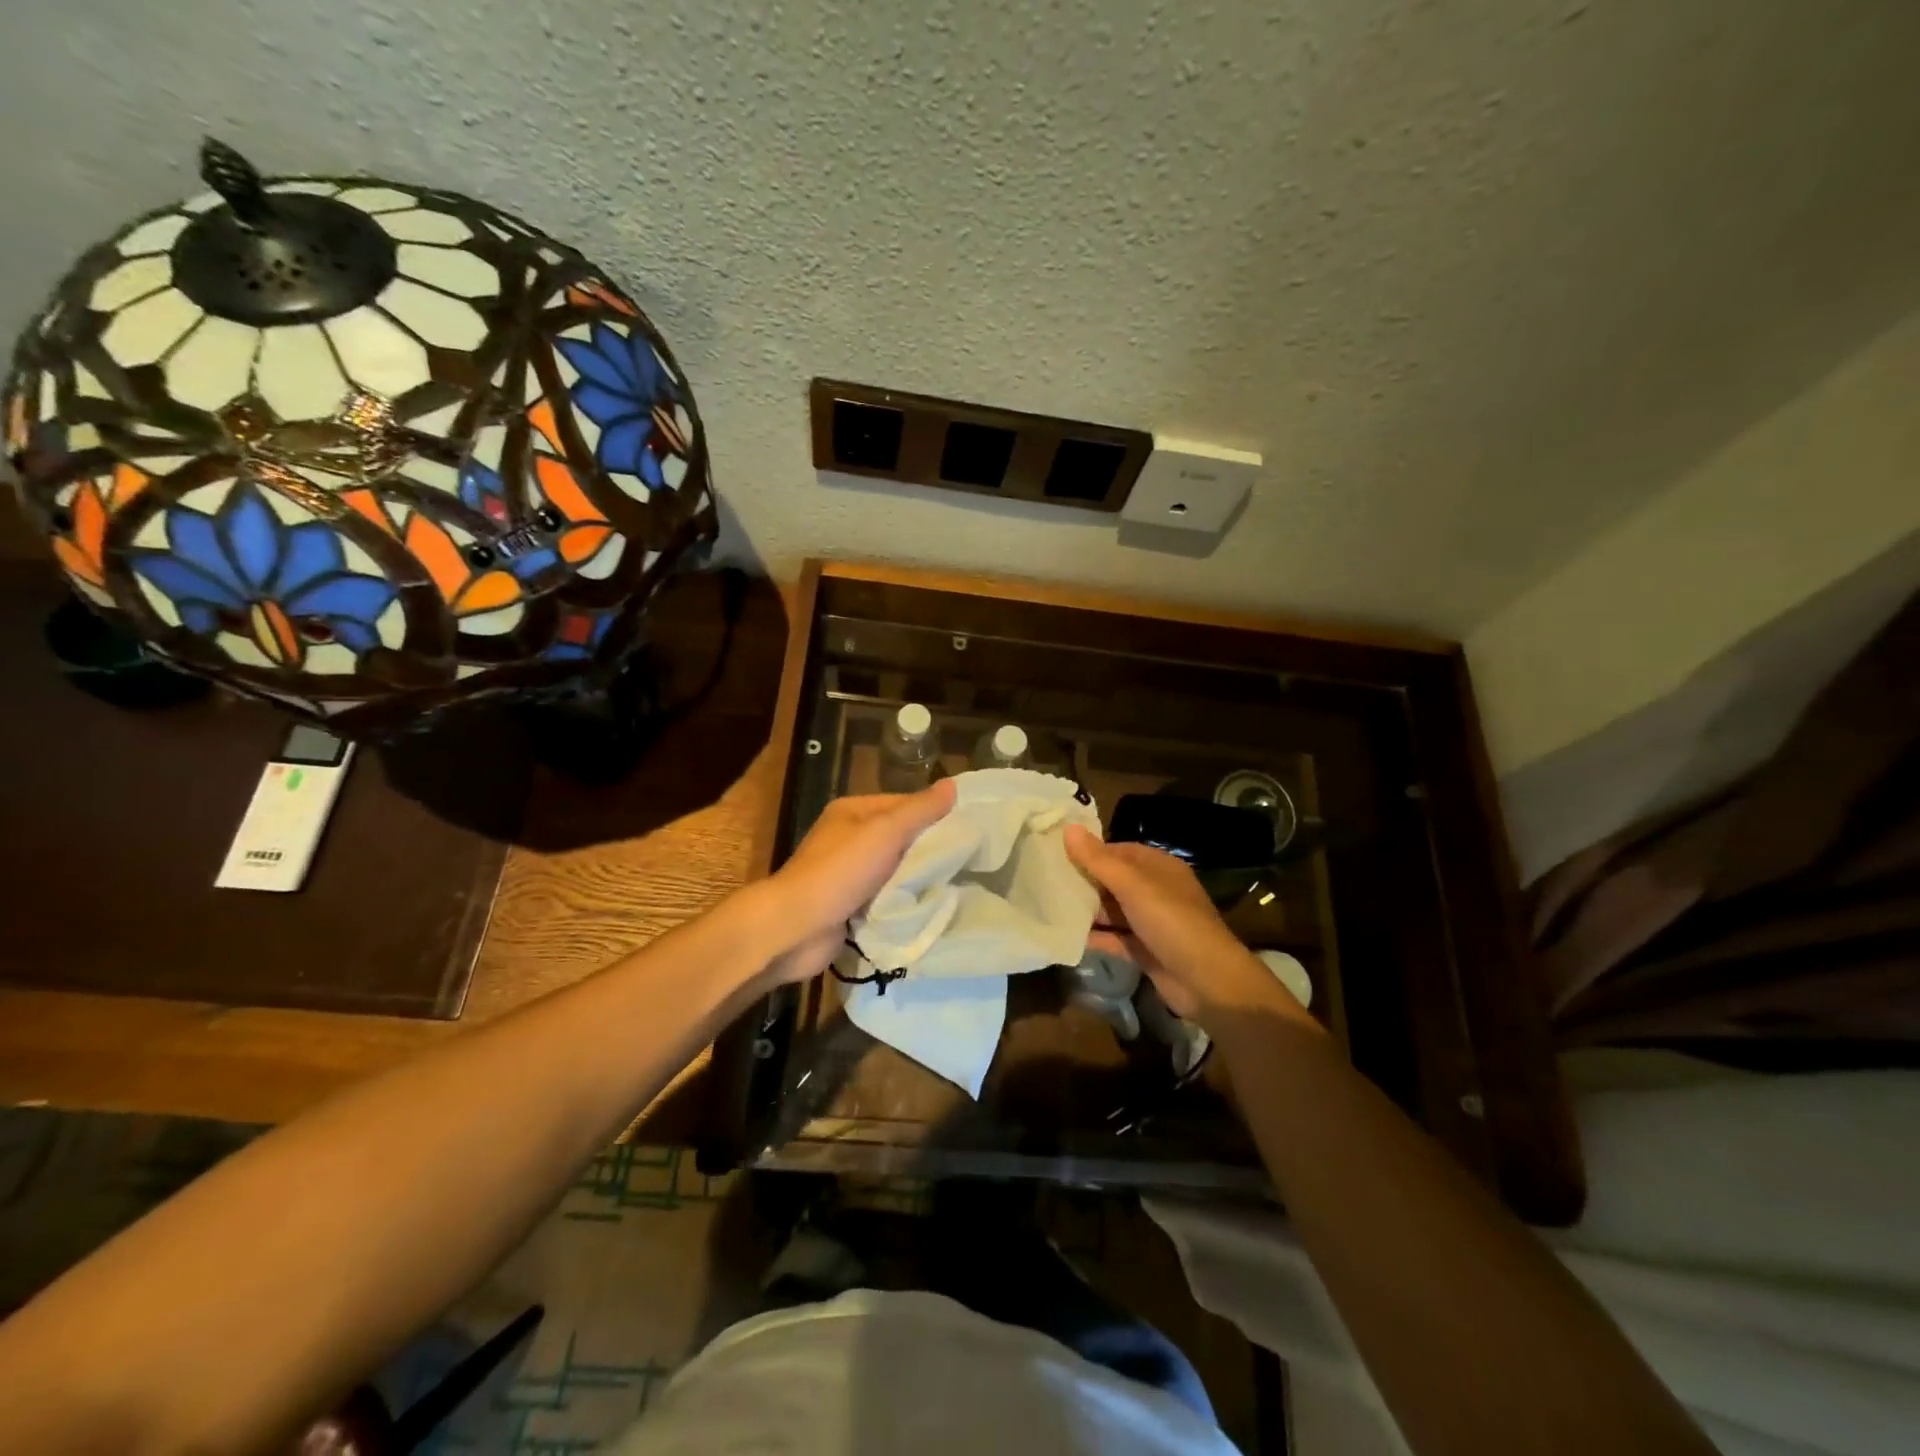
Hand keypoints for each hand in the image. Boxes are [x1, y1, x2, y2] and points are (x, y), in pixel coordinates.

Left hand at [757, 780, 956, 985]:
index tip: (967, 830)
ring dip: (917, 880)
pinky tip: (929, 908)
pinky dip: (902, 904)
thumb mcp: (885, 832)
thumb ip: (920, 810)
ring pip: (895, 871)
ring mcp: (848, 875)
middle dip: (929, 851)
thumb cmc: (840, 871)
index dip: (934, 815)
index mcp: (853, 812)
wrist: (796, 928)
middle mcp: (849, 839)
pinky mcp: (849, 906)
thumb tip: (952, 786)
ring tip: (956, 886)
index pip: (903, 804)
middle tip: (967, 861)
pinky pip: (885, 899)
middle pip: (900, 839)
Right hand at [1065, 825, 1313, 1034]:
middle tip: (1045, 880)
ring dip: (1087, 910)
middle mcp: (1156, 891)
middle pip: (1114, 880)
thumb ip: (1098, 859)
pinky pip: (1115, 938)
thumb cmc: (1171, 921)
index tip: (1057, 854)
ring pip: (1113, 910)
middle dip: (1085, 881)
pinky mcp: (1145, 951)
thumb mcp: (1132, 885)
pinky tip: (1066, 936)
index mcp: (1159, 867)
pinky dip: (1095, 937)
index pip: (1119, 851)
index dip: (1091, 851)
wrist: (1207, 981)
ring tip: (1048, 905)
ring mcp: (1152, 922)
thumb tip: (1067, 828)